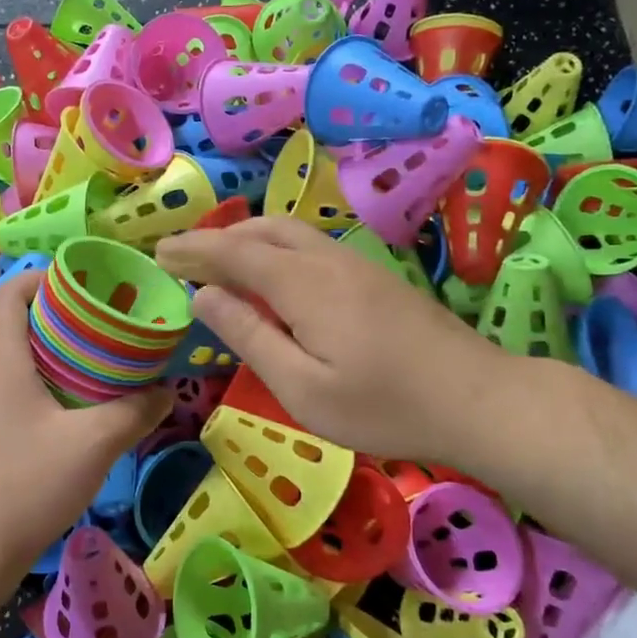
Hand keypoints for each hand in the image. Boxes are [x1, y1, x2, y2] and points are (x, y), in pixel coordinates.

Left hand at [0, 271, 170, 575]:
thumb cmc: (24, 485)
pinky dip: (44, 380)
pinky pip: (13, 385)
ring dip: (54, 350)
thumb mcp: (93, 445)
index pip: (12, 290)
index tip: (90, 286)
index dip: (48, 277)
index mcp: (0, 356)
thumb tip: (165, 391)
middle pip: (17, 319)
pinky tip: (76, 407)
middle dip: (62, 314)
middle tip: (108, 324)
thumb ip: (134, 411)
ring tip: (100, 361)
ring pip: (16, 355)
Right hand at [156, 217, 507, 463]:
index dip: (193, 250)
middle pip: (261, 231)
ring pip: (289, 233)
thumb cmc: (383, 406)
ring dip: (246, 238)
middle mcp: (325, 260)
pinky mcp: (373, 276)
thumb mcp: (302, 387)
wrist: (478, 399)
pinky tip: (273, 274)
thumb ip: (249, 337)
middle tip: (181, 256)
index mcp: (302, 284)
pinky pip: (310, 245)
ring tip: (218, 260)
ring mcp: (355, 264)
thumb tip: (204, 298)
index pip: (233, 252)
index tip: (158, 251)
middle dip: (216, 238)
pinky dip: (275, 247)